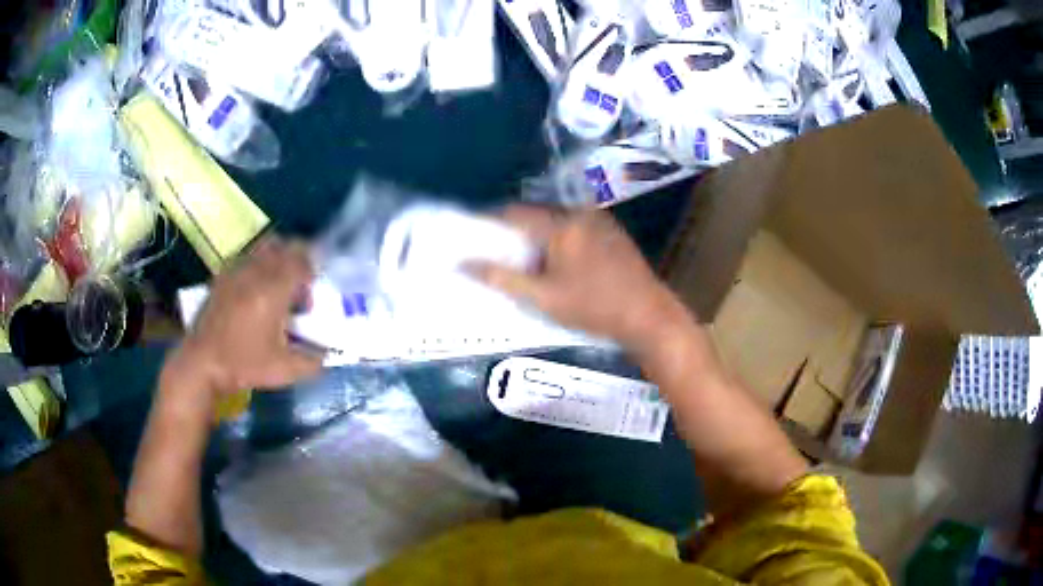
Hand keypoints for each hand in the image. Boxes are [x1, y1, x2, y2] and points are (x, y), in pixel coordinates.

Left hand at [167, 236, 323, 396]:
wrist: (202, 362)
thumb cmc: (244, 365)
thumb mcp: (284, 371)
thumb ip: (312, 361)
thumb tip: (326, 355)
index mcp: (273, 290)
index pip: (301, 260)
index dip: (312, 272)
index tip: (309, 295)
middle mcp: (256, 272)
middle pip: (284, 246)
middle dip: (297, 261)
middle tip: (297, 287)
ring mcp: (236, 270)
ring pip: (264, 246)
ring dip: (277, 259)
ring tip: (275, 285)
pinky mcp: (222, 275)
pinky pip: (246, 256)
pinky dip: (257, 264)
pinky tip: (253, 290)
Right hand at [472, 206, 687, 350]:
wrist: (648, 315)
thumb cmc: (593, 307)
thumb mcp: (543, 297)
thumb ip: (502, 278)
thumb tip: (464, 264)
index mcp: (561, 224)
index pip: (514, 213)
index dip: (490, 222)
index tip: (474, 236)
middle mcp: (580, 213)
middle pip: (536, 214)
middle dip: (515, 230)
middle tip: (498, 252)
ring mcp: (599, 220)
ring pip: (556, 220)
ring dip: (537, 234)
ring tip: (524, 258)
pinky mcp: (612, 232)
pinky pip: (575, 226)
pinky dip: (558, 237)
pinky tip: (556, 260)